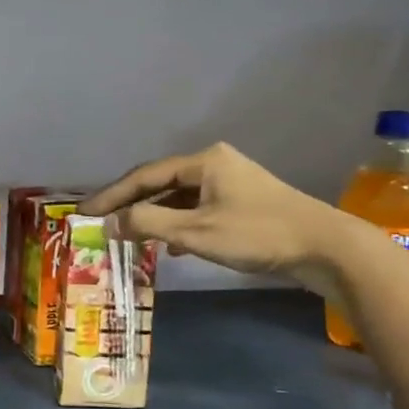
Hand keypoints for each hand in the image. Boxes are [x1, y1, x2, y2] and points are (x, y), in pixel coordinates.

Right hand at [80, 142, 351, 292]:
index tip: (83, 211)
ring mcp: (230, 183)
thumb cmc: (257, 234)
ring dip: (152, 216)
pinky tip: (167, 246)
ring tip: (126, 234)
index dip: (111, 194)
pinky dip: (176, 224)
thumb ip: (149, 223)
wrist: (325, 247)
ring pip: (178, 198)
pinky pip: (196, 209)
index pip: (144, 176)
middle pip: (159, 183)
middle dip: (129, 204)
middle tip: (99, 220)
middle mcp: (214, 164)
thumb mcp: (196, 231)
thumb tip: (110, 223)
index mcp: (203, 161)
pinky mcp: (242, 204)